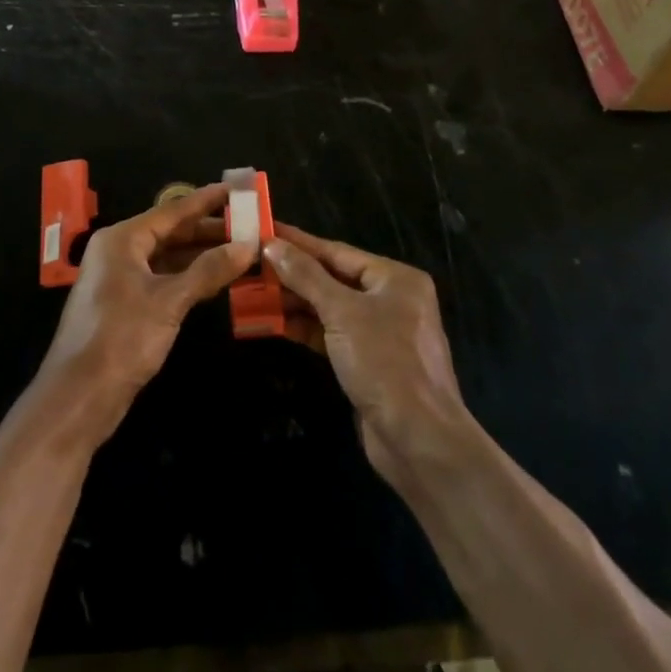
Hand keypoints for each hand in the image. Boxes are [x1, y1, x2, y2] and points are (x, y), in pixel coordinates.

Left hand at [35, 183, 257, 443]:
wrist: (79, 397)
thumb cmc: (122, 338)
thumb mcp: (169, 301)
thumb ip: (209, 270)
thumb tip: (248, 245)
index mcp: (122, 239)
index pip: (172, 211)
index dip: (207, 201)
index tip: (237, 190)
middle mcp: (119, 251)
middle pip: (171, 232)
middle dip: (209, 230)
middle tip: (249, 225)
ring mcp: (120, 279)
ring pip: (168, 257)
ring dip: (201, 255)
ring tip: (241, 250)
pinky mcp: (125, 305)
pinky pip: (163, 278)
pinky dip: (189, 277)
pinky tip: (216, 279)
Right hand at [265, 225, 477, 487]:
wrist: (418, 441)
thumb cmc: (385, 363)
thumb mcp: (342, 312)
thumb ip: (306, 276)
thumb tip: (272, 245)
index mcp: (395, 278)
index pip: (337, 251)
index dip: (299, 242)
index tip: (265, 230)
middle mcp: (390, 299)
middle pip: (332, 278)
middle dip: (292, 274)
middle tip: (251, 264)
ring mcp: (380, 332)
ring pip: (329, 307)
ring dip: (294, 302)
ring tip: (254, 291)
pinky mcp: (368, 362)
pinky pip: (331, 333)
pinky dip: (305, 327)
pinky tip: (274, 322)